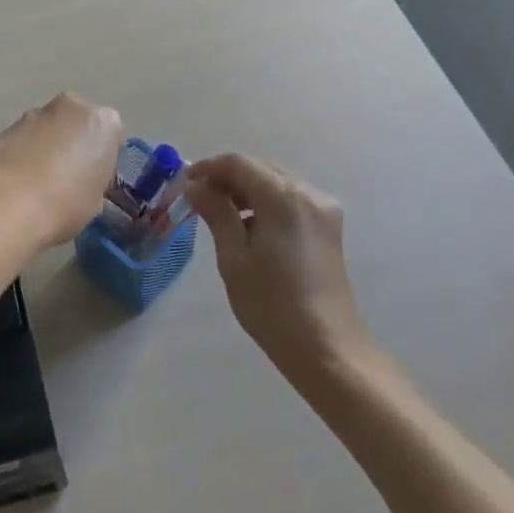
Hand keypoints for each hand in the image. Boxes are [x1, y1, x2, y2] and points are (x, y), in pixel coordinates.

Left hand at [0, 93, 123, 248]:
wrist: (10, 203)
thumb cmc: (67, 203)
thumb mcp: (97, 199)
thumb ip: (95, 177)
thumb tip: (84, 179)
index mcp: (104, 122)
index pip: (112, 135)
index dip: (104, 158)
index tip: (95, 178)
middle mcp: (72, 106)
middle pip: (80, 122)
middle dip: (76, 142)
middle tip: (70, 175)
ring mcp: (37, 113)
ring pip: (51, 127)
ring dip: (50, 144)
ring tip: (41, 179)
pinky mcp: (8, 125)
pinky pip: (27, 137)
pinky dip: (27, 150)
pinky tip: (21, 178)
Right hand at [185, 154, 374, 384]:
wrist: (326, 348)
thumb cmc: (271, 304)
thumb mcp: (233, 257)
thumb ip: (216, 213)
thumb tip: (195, 186)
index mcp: (284, 196)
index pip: (239, 163)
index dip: (208, 168)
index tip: (184, 184)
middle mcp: (308, 193)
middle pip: (260, 168)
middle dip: (227, 178)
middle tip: (198, 199)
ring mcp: (323, 209)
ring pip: (276, 182)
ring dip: (247, 190)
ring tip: (221, 214)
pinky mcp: (329, 227)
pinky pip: (291, 200)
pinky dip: (267, 203)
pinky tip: (250, 227)